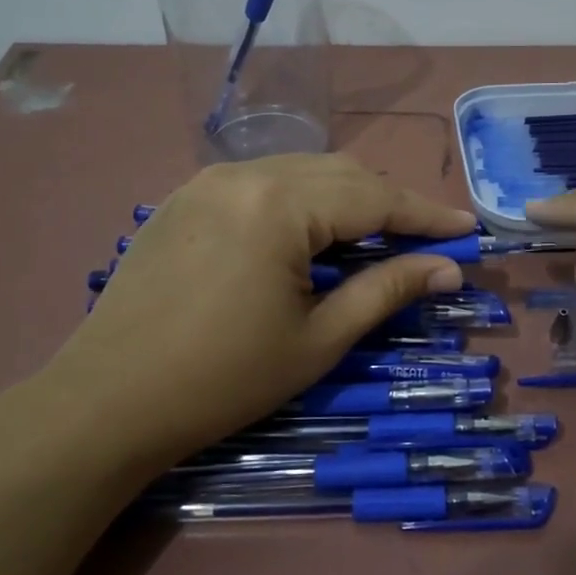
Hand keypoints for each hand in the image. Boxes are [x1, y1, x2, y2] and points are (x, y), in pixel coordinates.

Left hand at [51, 155, 474, 462]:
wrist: (107, 401)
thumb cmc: (224, 379)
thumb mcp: (319, 339)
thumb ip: (387, 291)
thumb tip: (448, 269)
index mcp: (281, 204)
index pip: (375, 197)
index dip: (426, 215)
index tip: (467, 230)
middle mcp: (245, 173)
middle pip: (340, 174)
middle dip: (388, 203)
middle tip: (425, 239)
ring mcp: (207, 181)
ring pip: (300, 173)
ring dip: (345, 199)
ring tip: (374, 237)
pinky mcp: (183, 199)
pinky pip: (261, 183)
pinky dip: (300, 201)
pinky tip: (308, 235)